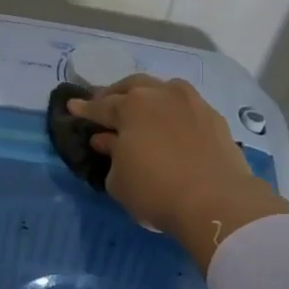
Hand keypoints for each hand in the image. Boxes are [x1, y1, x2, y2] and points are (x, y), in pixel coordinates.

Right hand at [68, 76, 288, 269]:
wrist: (216, 202)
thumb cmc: (155, 192)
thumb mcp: (119, 181)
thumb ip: (111, 155)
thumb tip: (107, 140)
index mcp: (131, 107)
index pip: (101, 105)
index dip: (85, 109)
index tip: (73, 107)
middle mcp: (161, 95)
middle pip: (133, 86)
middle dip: (115, 94)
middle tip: (105, 104)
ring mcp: (192, 103)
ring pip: (164, 90)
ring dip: (148, 96)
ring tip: (141, 109)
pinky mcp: (214, 117)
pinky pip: (186, 107)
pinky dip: (172, 111)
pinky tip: (170, 124)